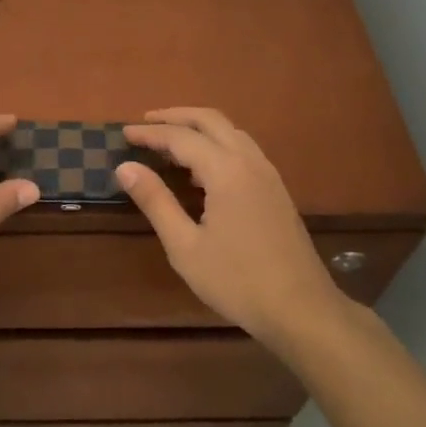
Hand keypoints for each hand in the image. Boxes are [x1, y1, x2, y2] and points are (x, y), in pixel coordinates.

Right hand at [117, 107, 343, 347]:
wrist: (302, 310)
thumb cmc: (237, 281)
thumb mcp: (185, 246)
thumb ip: (155, 201)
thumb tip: (125, 167)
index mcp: (226, 170)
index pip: (180, 137)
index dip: (150, 133)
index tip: (123, 133)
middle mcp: (249, 161)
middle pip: (210, 120)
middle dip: (175, 117)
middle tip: (145, 123)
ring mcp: (268, 173)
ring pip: (230, 131)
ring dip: (199, 127)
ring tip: (170, 140)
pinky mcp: (276, 189)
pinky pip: (243, 148)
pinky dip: (217, 143)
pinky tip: (203, 168)